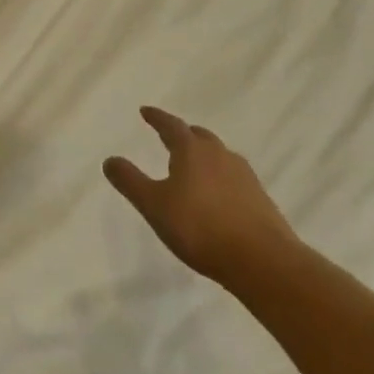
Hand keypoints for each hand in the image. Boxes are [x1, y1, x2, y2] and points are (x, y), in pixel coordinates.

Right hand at [104, 106, 300, 287]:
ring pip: (220, 156)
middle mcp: (220, 155)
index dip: (156, 118)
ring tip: (194, 167)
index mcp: (192, 151)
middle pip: (199, 136)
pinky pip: (234, 178)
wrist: (263, 261)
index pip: (171, 125)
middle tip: (170, 137)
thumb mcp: (154, 205)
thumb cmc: (200, 228)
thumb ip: (130, 181)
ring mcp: (244, 176)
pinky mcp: (260, 199)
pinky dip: (221, 178)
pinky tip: (218, 196)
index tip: (145, 112)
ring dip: (205, 156)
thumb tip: (109, 159)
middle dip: (183, 134)